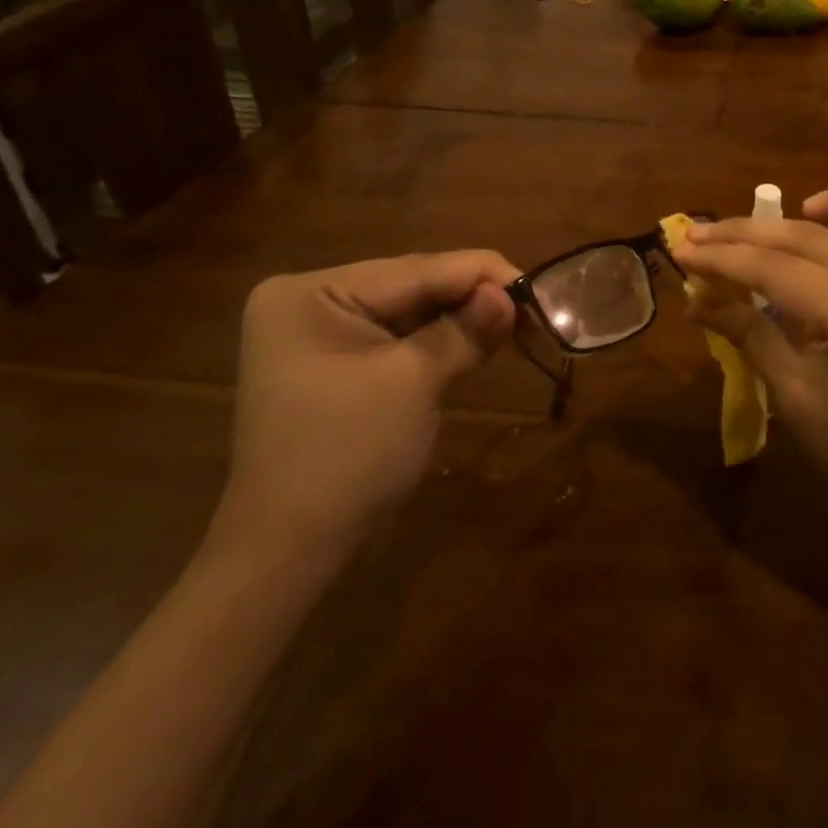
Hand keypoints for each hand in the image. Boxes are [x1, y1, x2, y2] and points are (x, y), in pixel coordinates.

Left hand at [214, 251, 520, 568]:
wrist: (289, 558)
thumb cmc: (346, 459)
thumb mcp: (413, 384)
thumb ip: (465, 330)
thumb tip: (512, 295)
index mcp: (311, 293)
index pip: (415, 269)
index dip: (482, 274)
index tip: (538, 286)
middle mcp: (311, 302)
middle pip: (413, 286)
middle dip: (474, 297)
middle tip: (536, 309)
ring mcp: (322, 336)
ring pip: (412, 312)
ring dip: (462, 319)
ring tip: (518, 323)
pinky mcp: (339, 366)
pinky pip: (401, 339)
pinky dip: (441, 340)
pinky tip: (479, 340)